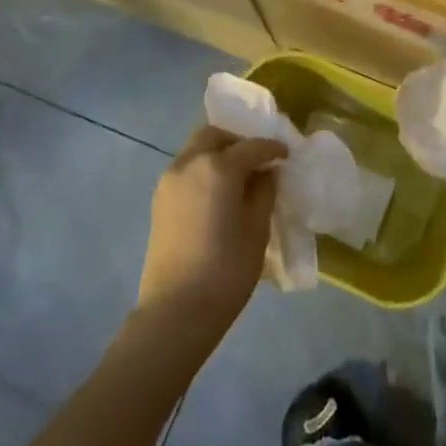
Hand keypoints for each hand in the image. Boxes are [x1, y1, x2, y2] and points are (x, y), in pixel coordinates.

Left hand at [137, 128, 286, 342]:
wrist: (176, 310)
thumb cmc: (226, 269)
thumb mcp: (257, 228)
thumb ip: (264, 192)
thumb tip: (266, 173)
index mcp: (218, 167)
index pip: (251, 146)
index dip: (272, 149)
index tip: (286, 156)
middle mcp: (189, 164)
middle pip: (214, 136)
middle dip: (238, 141)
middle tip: (257, 160)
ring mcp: (169, 181)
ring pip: (195, 150)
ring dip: (218, 154)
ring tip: (239, 177)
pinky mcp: (159, 200)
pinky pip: (185, 169)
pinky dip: (203, 169)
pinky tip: (218, 193)